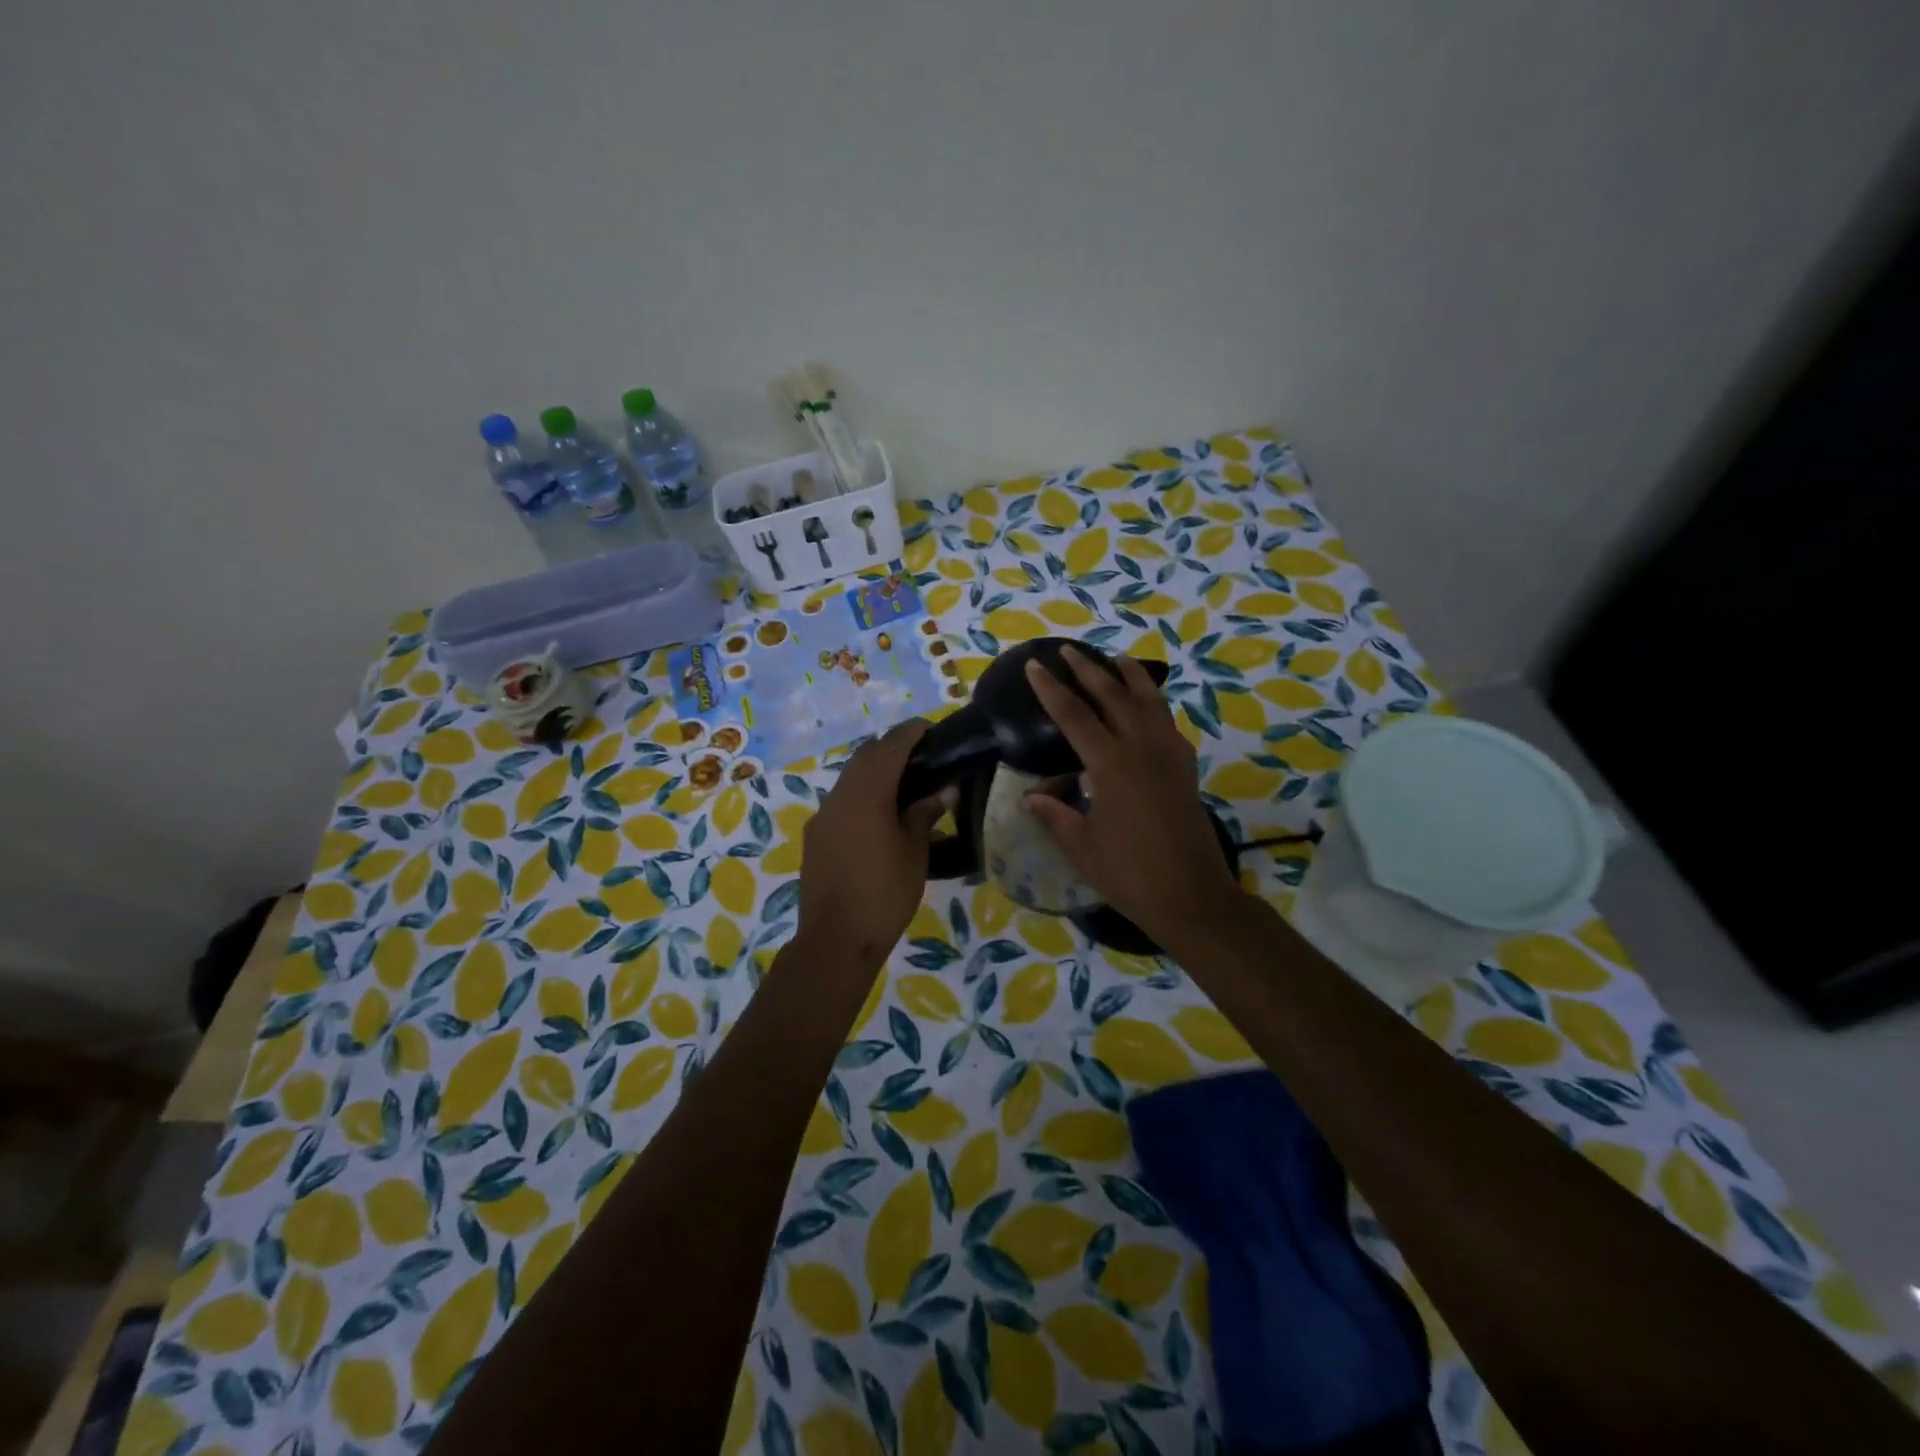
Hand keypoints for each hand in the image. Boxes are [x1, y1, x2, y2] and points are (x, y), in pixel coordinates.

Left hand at [795, 719, 949, 973]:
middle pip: (864, 758)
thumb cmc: (884, 894)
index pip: (889, 748)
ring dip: (874, 773)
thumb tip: (943, 792)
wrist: (835, 940)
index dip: (909, 733)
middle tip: (920, 757)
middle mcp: (839, 797)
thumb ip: (924, 815)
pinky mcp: (816, 837)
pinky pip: (841, 802)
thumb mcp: (914, 853)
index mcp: (866, 795)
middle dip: (890, 749)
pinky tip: (880, 817)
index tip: (928, 728)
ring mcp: (823, 817)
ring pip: (850, 780)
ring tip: (904, 786)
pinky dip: (862, 796)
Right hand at [1023, 648, 1244, 944]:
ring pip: (1149, 702)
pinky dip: (1155, 706)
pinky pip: (1168, 724)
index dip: (1051, 690)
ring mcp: (1169, 756)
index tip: (1035, 666)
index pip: (1074, 716)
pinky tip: (1149, 708)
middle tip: (1068, 650)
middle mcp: (1142, 749)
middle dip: (1088, 670)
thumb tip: (1030, 796)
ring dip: (1131, 677)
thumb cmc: (1129, 874)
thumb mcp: (1081, 846)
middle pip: (1113, 696)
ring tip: (1118, 659)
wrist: (1192, 896)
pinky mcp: (1185, 769)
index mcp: (1111, 765)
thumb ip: (1055, 815)